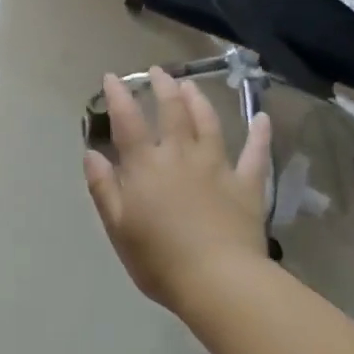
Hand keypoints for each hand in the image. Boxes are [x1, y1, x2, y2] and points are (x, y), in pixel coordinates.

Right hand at [83, 68, 271, 310]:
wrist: (219, 282)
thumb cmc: (160, 259)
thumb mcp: (118, 227)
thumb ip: (103, 187)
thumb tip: (91, 153)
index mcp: (146, 165)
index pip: (128, 120)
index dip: (118, 95)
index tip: (112, 77)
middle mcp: (180, 155)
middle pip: (172, 111)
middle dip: (163, 87)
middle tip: (158, 71)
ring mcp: (216, 166)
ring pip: (208, 122)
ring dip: (199, 100)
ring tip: (191, 84)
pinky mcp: (246, 185)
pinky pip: (255, 154)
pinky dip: (259, 134)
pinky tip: (262, 118)